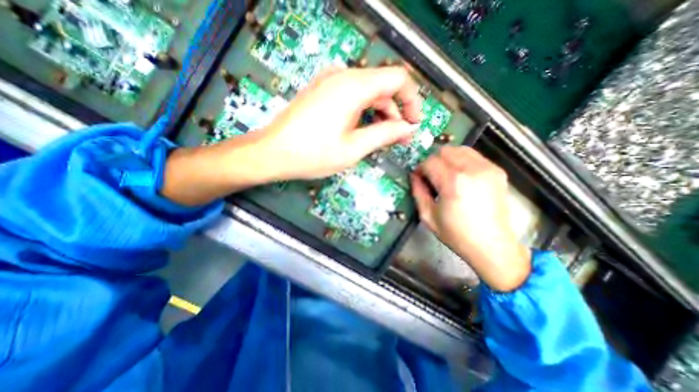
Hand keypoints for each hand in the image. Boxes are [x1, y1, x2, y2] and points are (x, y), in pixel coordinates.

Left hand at [254, 65, 422, 179]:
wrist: (272, 153)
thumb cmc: (313, 154)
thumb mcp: (354, 148)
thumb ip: (385, 134)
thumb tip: (408, 128)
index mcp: (353, 87)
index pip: (398, 79)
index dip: (412, 100)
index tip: (414, 123)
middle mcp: (343, 76)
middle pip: (383, 86)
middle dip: (396, 111)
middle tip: (400, 138)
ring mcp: (330, 82)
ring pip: (368, 91)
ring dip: (380, 113)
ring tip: (383, 137)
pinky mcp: (322, 91)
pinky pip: (352, 96)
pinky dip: (364, 111)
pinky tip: (363, 129)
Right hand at [411, 145, 529, 289]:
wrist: (492, 246)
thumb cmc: (456, 235)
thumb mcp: (428, 216)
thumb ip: (418, 192)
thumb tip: (415, 176)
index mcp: (453, 183)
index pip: (430, 162)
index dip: (420, 168)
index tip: (419, 178)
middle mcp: (472, 170)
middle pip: (445, 151)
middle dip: (433, 161)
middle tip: (431, 176)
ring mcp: (487, 168)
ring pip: (460, 149)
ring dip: (447, 158)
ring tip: (445, 174)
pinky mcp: (497, 171)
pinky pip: (474, 156)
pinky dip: (462, 161)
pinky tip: (460, 176)